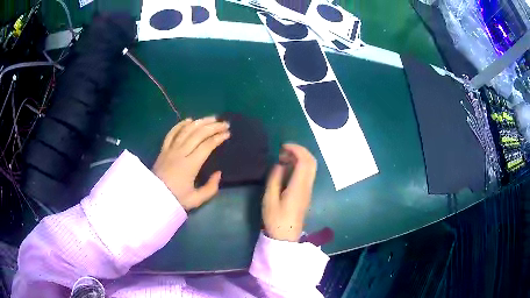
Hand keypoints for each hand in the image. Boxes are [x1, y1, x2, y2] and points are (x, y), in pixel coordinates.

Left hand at [153, 116, 229, 209]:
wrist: (153, 197)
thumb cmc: (175, 198)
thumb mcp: (196, 199)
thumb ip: (210, 188)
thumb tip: (218, 173)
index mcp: (190, 165)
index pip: (206, 146)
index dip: (218, 138)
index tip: (227, 134)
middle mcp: (180, 153)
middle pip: (198, 134)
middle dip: (213, 127)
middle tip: (224, 123)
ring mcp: (170, 149)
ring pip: (186, 130)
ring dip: (200, 122)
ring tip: (211, 118)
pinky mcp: (163, 149)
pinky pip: (172, 132)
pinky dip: (181, 124)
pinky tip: (189, 120)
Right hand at [262, 144, 316, 241]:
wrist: (286, 236)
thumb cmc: (276, 219)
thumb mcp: (269, 199)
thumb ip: (274, 179)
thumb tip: (279, 164)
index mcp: (298, 186)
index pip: (305, 161)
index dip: (296, 149)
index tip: (283, 146)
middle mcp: (307, 186)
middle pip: (311, 161)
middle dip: (300, 151)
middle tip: (284, 150)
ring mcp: (308, 189)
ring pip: (311, 167)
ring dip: (299, 158)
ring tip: (283, 159)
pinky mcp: (306, 193)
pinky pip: (307, 173)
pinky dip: (299, 166)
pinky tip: (287, 170)